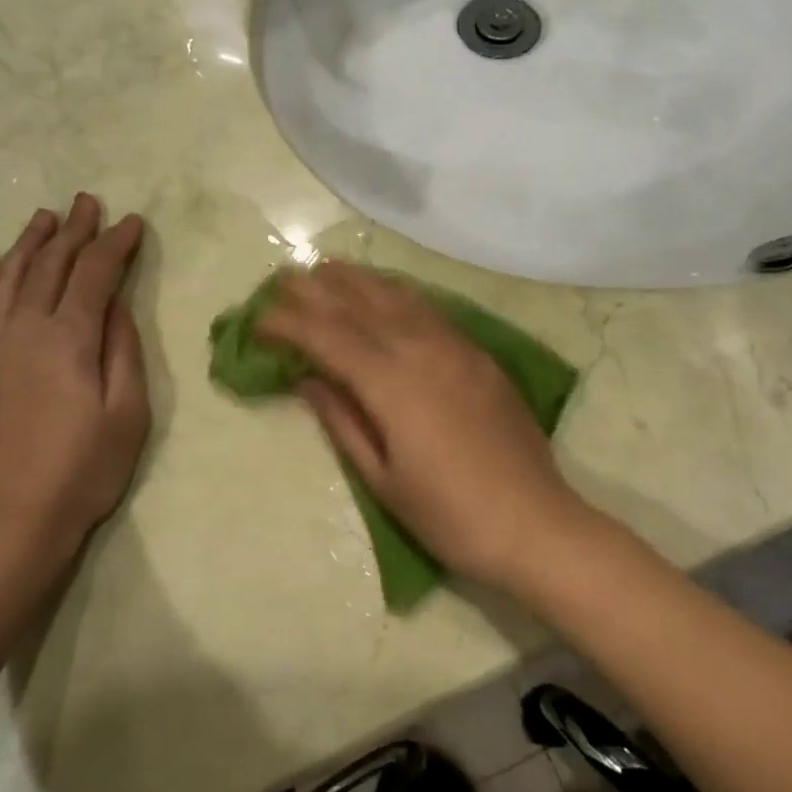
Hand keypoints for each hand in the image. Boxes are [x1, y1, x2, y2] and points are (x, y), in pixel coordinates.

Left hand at [0, 195, 149, 573]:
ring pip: (7, 278)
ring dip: (28, 243)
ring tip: (44, 218)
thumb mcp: (127, 413)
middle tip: (87, 202)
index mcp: (68, 339)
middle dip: (73, 231)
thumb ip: (122, 350)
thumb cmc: (84, 470)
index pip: (94, 274)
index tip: (132, 222)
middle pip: (49, 265)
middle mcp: (24, 330)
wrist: (12, 521)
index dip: (115, 244)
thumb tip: (117, 304)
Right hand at [256, 263, 587, 592]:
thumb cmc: (449, 515)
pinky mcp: (479, 354)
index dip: (288, 324)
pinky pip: (430, 309)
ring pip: (398, 298)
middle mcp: (422, 351)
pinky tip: (386, 289)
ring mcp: (456, 348)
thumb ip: (342, 420)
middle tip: (282, 278)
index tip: (257, 320)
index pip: (328, 338)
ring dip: (357, 280)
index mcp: (392, 385)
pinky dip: (399, 292)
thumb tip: (307, 379)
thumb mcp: (382, 479)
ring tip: (326, 268)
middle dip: (317, 289)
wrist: (534, 524)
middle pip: (360, 306)